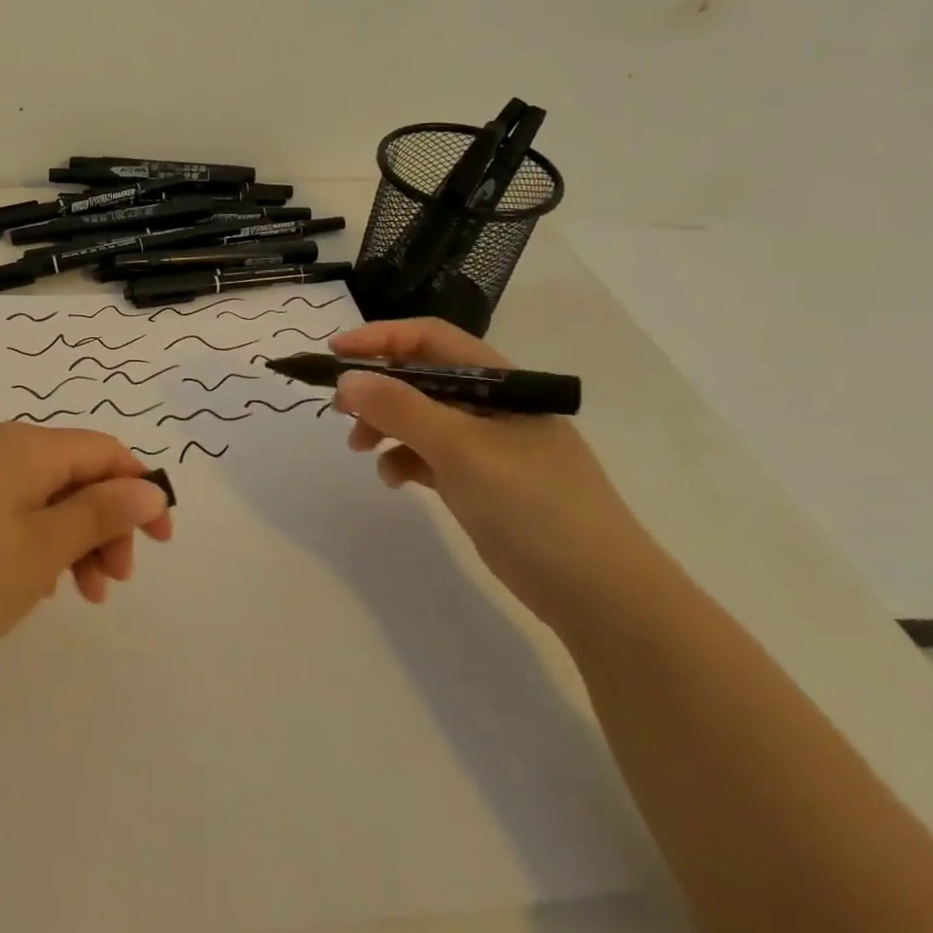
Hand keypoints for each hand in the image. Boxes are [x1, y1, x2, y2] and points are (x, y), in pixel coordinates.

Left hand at [0, 423, 174, 656]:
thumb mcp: (44, 548)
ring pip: (42, 493)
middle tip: (112, 584)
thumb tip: (149, 488)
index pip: (105, 452)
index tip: (162, 543)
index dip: (141, 491)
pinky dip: (34, 537)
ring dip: (70, 537)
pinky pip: (9, 504)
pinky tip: (30, 580)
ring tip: (75, 594)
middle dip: (104, 524)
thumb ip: (102, 513)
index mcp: (27, 444)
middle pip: (74, 473)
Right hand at [329, 319, 661, 627]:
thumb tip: (347, 380)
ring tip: (360, 449)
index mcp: (498, 382)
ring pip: (418, 417)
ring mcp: (485, 445)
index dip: (379, 339)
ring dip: (383, 426)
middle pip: (419, 377)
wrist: (599, 593)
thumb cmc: (534, 505)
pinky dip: (403, 460)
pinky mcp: (478, 481)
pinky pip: (427, 455)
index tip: (334, 355)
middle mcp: (490, 405)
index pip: (430, 339)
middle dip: (375, 388)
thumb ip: (401, 409)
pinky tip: (395, 479)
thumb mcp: (462, 449)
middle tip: (340, 410)